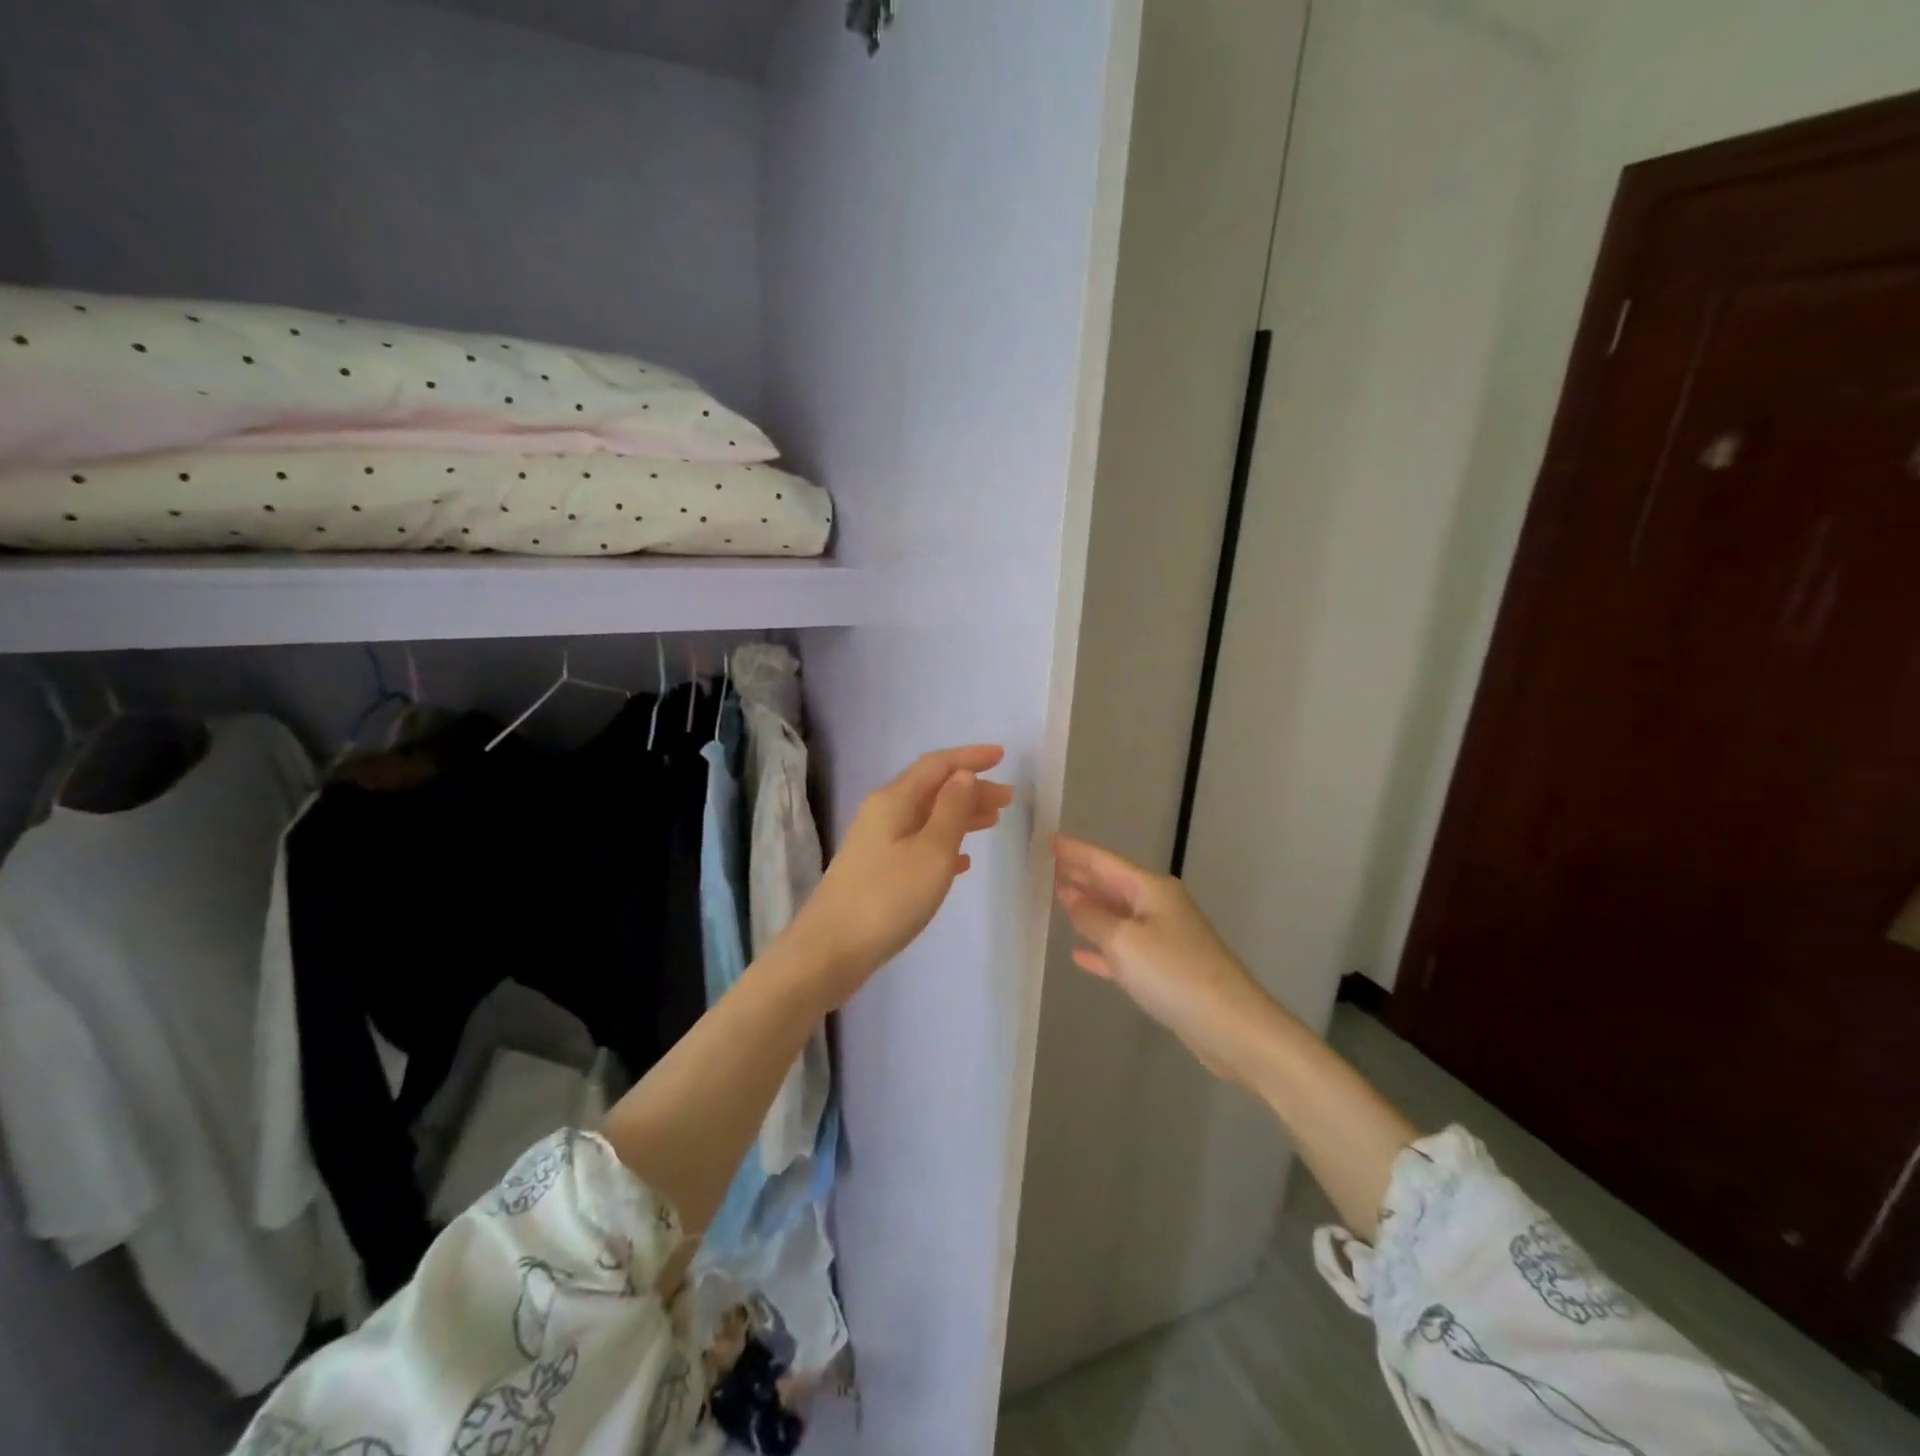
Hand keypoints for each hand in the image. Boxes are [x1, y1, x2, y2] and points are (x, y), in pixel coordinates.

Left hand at [783, 746, 1013, 1007]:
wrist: (830, 951)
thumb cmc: (888, 898)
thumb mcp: (931, 852)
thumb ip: (951, 810)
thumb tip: (964, 775)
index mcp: (894, 801)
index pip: (936, 766)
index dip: (969, 758)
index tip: (1002, 756)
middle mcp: (882, 814)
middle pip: (932, 790)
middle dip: (970, 789)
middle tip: (1007, 798)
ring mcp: (876, 844)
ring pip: (926, 818)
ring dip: (960, 816)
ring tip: (992, 822)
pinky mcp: (875, 872)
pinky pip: (917, 846)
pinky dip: (943, 845)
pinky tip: (962, 862)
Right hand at [1053, 834, 1269, 1083]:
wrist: (1229, 1025)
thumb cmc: (1173, 973)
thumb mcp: (1123, 941)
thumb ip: (1092, 917)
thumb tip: (1071, 896)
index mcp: (1151, 890)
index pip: (1105, 861)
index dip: (1076, 851)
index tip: (1049, 840)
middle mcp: (1158, 906)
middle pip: (1112, 884)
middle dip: (1081, 875)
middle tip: (1048, 867)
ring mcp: (1164, 938)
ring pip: (1117, 915)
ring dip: (1089, 908)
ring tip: (1059, 899)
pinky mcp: (1165, 970)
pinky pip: (1124, 949)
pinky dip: (1101, 948)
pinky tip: (1080, 954)